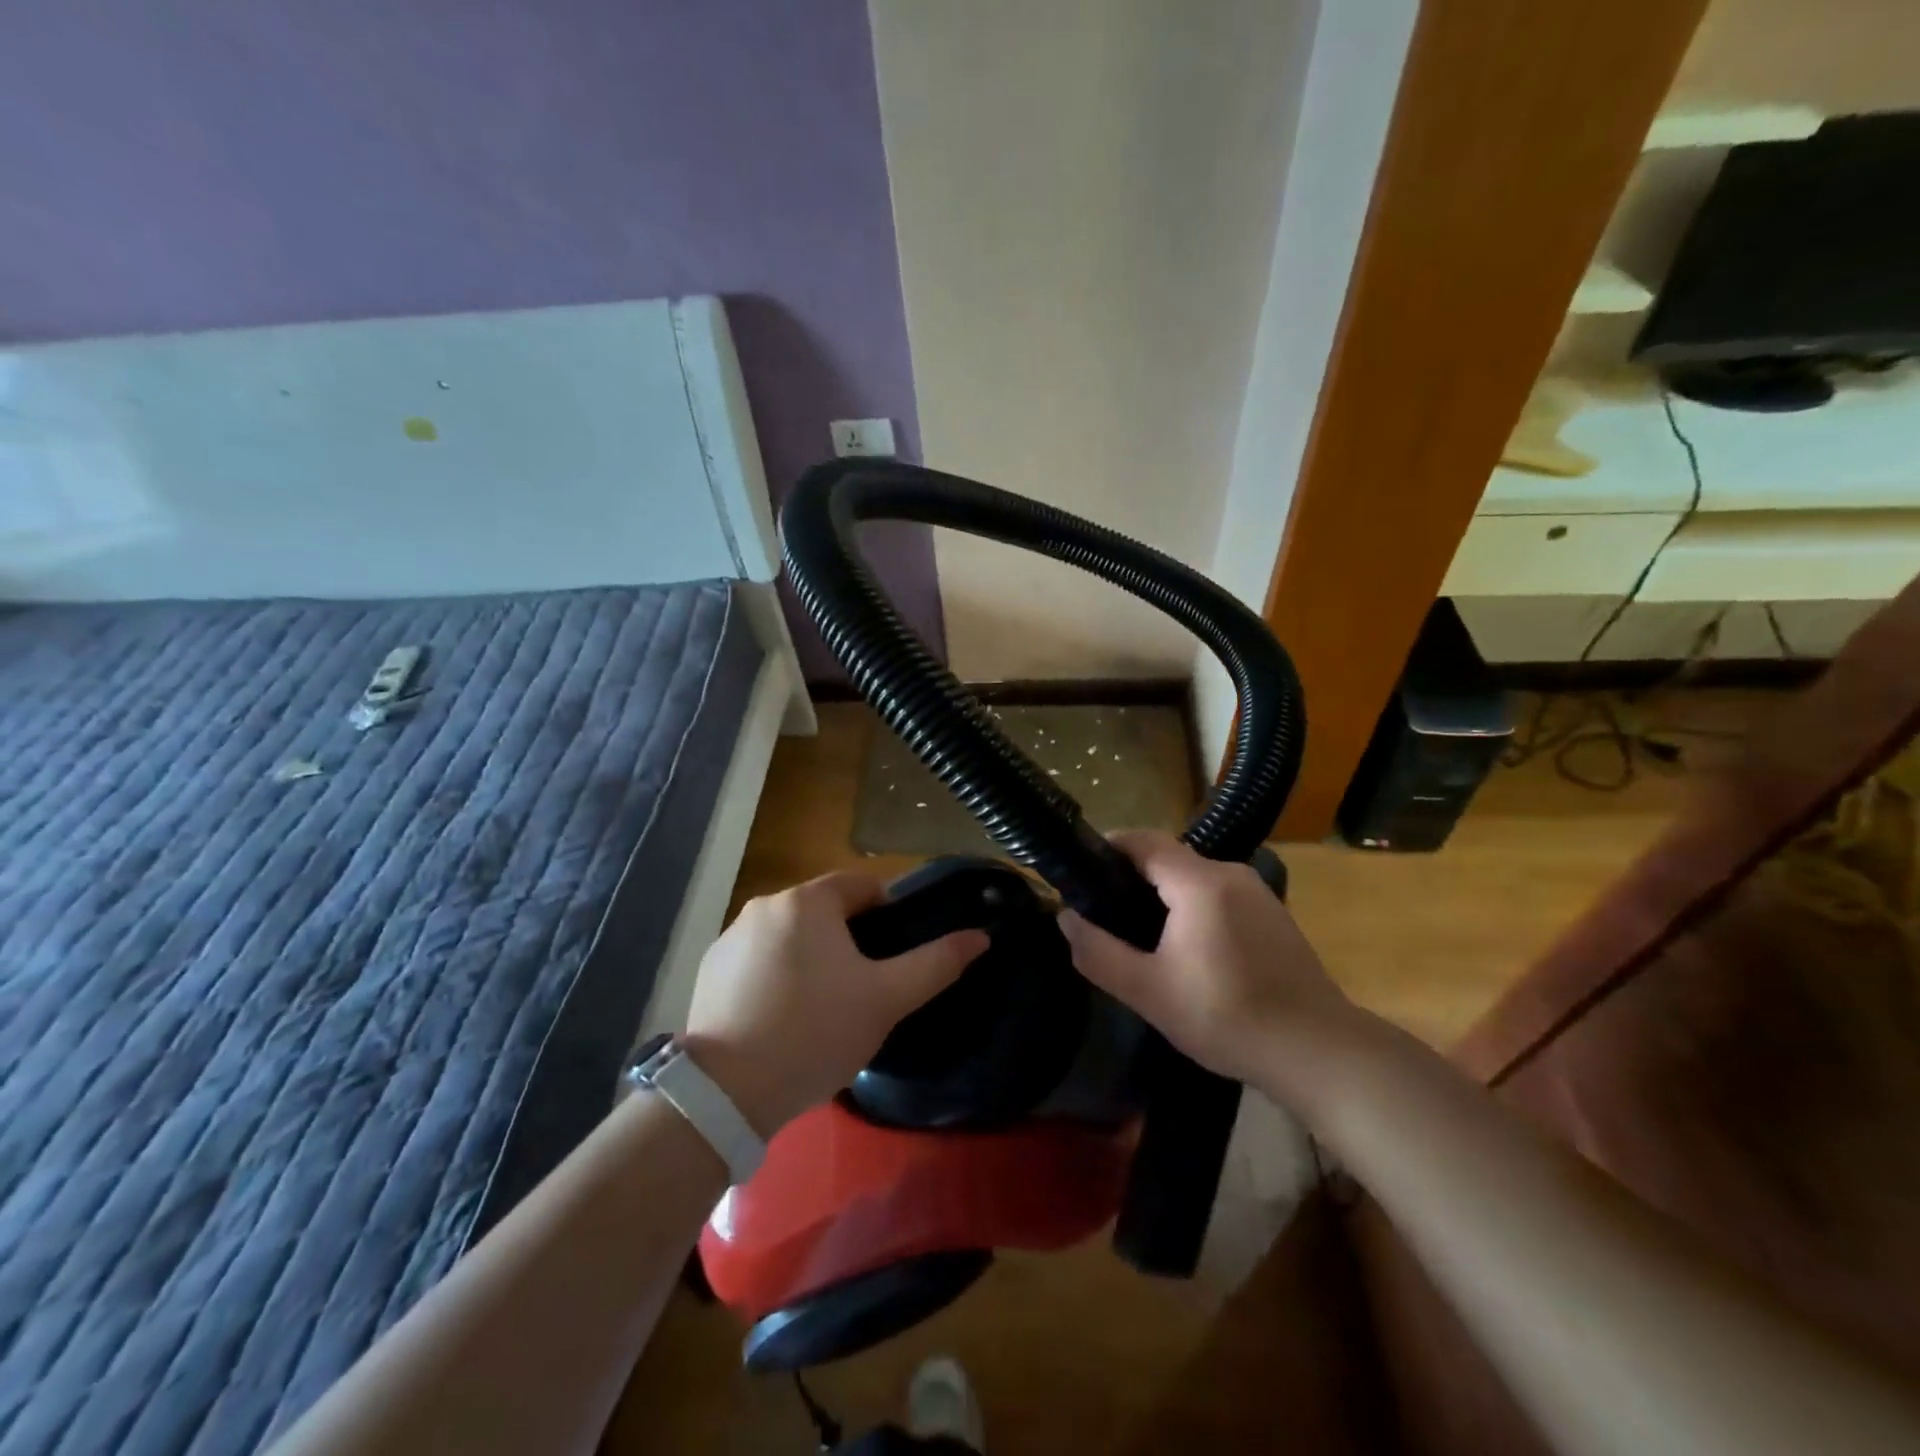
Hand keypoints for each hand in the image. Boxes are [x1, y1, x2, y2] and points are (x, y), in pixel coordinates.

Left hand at [686, 872, 987, 1134]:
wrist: (726, 1093)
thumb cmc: (815, 1031)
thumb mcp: (886, 1000)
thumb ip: (936, 963)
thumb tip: (981, 936)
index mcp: (808, 900)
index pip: (863, 886)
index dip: (888, 917)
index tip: (892, 960)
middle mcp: (765, 905)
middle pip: (825, 911)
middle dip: (849, 942)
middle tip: (863, 991)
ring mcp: (731, 937)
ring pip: (791, 936)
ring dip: (812, 958)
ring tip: (822, 1011)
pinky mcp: (709, 970)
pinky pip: (758, 960)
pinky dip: (776, 977)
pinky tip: (780, 1020)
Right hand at [1059, 830, 1356, 1090]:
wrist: (1317, 1051)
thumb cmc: (1226, 1017)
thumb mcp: (1149, 992)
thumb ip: (1099, 952)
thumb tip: (1066, 918)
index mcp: (1200, 882)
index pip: (1144, 840)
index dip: (1109, 847)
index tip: (1082, 871)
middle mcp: (1231, 874)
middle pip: (1169, 858)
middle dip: (1133, 878)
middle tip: (1106, 913)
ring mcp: (1258, 893)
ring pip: (1196, 879)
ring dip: (1165, 895)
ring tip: (1141, 936)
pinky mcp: (1274, 916)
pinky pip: (1220, 896)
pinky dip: (1194, 908)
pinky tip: (1189, 951)